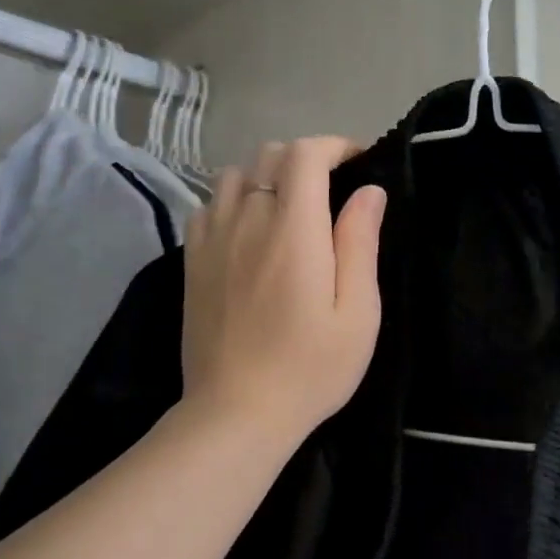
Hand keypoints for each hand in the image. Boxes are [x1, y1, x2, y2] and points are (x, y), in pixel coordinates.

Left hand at [180, 137, 385, 447]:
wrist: (235, 412)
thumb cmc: (309, 367)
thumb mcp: (357, 312)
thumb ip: (360, 243)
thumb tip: (369, 191)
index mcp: (293, 230)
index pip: (305, 154)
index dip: (334, 146)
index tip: (357, 163)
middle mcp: (247, 220)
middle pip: (269, 155)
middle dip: (305, 158)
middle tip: (331, 190)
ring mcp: (212, 238)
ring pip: (234, 174)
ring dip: (266, 176)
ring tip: (289, 206)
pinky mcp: (191, 260)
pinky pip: (209, 204)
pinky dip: (233, 199)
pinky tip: (250, 229)